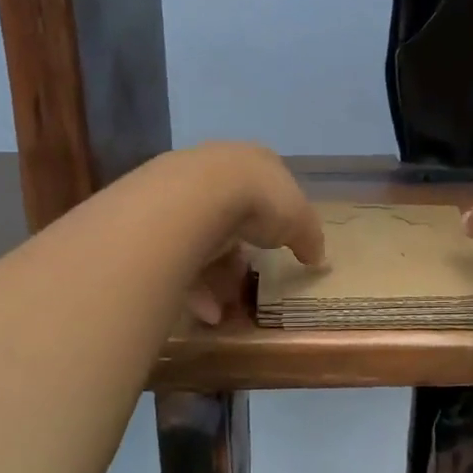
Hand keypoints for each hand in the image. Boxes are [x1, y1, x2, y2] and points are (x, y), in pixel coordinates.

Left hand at [180, 143, 326, 324]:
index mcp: (253, 161)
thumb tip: (319, 259)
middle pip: (230, 216)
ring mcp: (179, 190)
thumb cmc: (260, 201)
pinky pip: (176, 256)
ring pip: (201, 239)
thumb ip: (310, 239)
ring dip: (216, 278)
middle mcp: (214, 170)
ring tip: (225, 309)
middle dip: (239, 255)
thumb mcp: (300, 221)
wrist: (197, 197)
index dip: (274, 219)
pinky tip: (205, 312)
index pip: (267, 188)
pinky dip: (192, 286)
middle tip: (247, 283)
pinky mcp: (153, 218)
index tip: (277, 247)